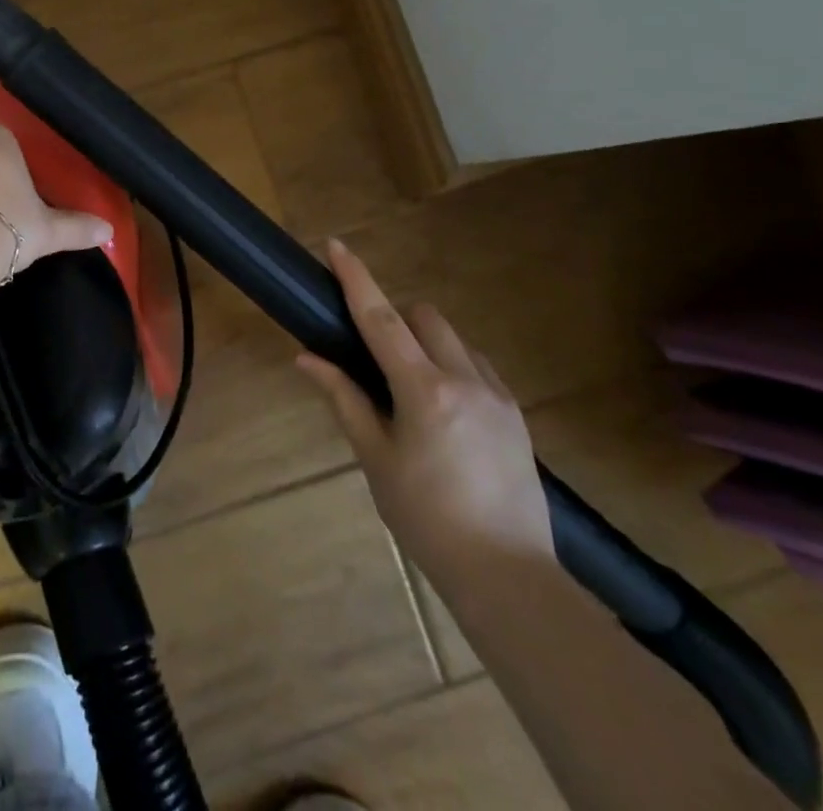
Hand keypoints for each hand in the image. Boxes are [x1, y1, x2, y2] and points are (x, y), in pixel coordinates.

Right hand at [297, 239, 552, 583]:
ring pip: (454, 339)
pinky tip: (444, 412)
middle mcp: (465, 380)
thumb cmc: (427, 519)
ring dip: (426, 344)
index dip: (357, 280)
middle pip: (424, 318)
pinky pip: (477, 366)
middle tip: (375, 359)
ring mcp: (498, 395)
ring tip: (410, 390)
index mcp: (424, 391)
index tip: (336, 246)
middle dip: (396, 320)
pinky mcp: (517, 414)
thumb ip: (343, 399)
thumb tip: (305, 358)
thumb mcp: (376, 459)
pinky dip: (453, 367)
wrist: (508, 576)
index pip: (382, 320)